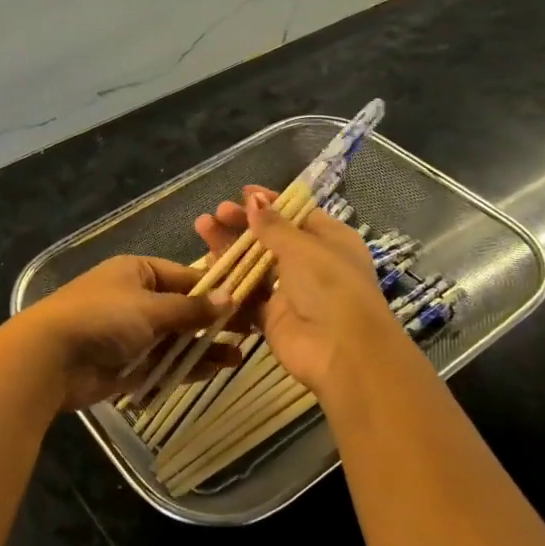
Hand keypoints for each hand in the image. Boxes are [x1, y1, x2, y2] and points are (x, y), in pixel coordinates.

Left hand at [4, 255, 242, 412]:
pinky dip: (186, 366)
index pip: (186, 276)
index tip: (250, 300)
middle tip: (252, 331)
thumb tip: (230, 297)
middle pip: (183, 309)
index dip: (216, 289)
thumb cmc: (102, 317)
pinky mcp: (127, 364)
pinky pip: (163, 363)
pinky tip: (214, 370)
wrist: (50, 358)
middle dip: (213, 321)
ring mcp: (130, 333)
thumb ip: (190, 308)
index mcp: (137, 273)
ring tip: (239, 356)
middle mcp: (135, 299)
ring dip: (204, 347)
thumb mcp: (150, 307)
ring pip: (175, 338)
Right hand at [192, 188, 396, 395]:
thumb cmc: (330, 286)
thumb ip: (273, 225)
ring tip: (202, 228)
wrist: (342, 352)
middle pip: (271, 238)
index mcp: (330, 240)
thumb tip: (253, 199)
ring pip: (254, 264)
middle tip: (216, 214)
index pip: (296, 214)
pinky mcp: (271, 316)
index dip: (270, 202)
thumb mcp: (303, 248)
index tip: (242, 193)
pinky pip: (246, 293)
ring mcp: (290, 291)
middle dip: (243, 223)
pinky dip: (228, 279)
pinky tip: (207, 263)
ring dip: (230, 247)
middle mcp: (311, 263)